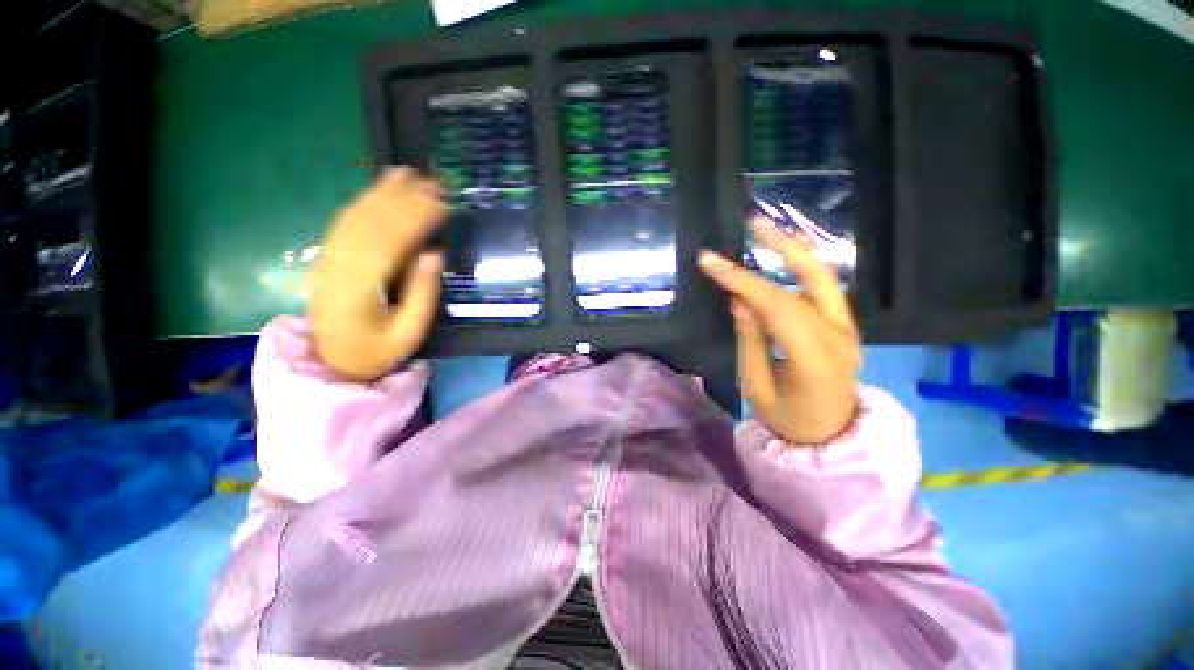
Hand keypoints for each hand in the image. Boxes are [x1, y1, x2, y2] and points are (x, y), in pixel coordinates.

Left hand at [309, 168, 447, 381]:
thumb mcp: (409, 334)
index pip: (391, 240)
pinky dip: (366, 200)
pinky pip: (346, 221)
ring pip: (358, 215)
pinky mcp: (331, 255)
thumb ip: (423, 295)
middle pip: (374, 221)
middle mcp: (341, 264)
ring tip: (411, 174)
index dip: (418, 218)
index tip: (444, 203)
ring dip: (386, 192)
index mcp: (361, 287)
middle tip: (436, 183)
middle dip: (406, 198)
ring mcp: (332, 257)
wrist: (331, 360)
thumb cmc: (377, 351)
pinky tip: (381, 187)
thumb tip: (434, 253)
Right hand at [699, 217, 860, 444]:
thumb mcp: (757, 387)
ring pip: (824, 278)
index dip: (742, 280)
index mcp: (815, 359)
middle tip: (753, 224)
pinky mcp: (845, 325)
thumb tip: (740, 301)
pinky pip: (824, 289)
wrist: (830, 436)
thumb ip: (751, 341)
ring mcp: (848, 328)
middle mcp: (839, 336)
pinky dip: (803, 267)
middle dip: (779, 248)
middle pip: (810, 280)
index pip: (776, 306)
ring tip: (767, 230)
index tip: (710, 263)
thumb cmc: (788, 419)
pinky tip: (785, 254)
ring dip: (795, 250)